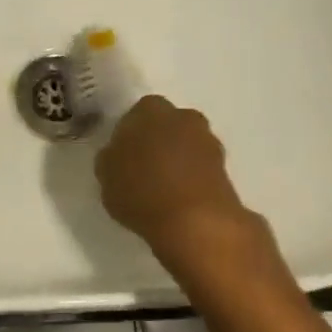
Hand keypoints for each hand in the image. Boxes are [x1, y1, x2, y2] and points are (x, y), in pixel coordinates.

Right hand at [95, 96, 264, 278]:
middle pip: (166, 124)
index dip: (129, 134)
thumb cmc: (142, 190)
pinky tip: (179, 198)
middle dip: (157, 140)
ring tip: (162, 187)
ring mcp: (208, 141)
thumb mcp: (106, 175)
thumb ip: (111, 157)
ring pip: (186, 144)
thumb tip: (117, 154)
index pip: (136, 114)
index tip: (122, 154)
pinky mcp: (225, 168)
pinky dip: (191, 177)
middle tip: (142, 168)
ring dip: (177, 159)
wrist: (195, 221)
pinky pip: (200, 167)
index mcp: (150, 110)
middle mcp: (182, 116)